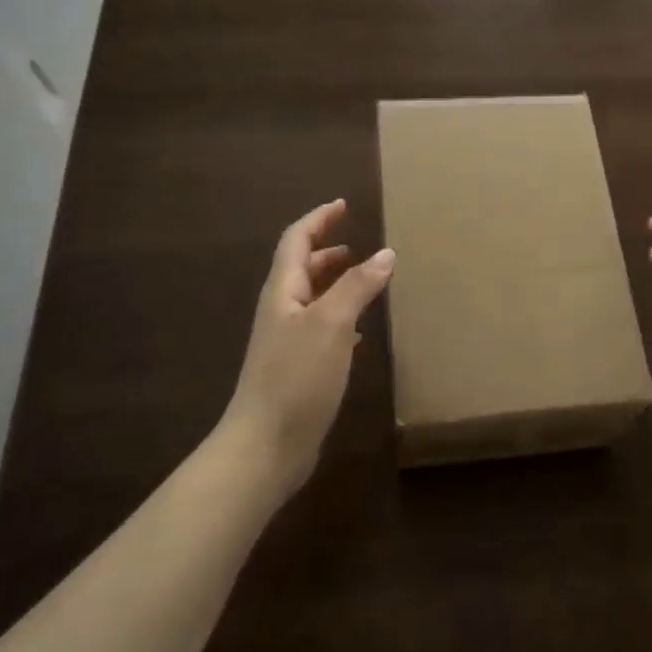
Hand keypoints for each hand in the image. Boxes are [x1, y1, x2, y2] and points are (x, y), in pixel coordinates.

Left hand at [222, 200, 394, 491]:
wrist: (265, 446)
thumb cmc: (295, 377)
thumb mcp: (331, 325)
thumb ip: (357, 286)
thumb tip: (386, 253)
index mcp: (283, 292)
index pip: (297, 241)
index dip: (318, 220)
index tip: (343, 205)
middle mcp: (281, 311)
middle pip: (301, 269)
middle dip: (327, 251)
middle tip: (357, 245)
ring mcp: (287, 341)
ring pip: (312, 299)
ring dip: (335, 284)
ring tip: (365, 280)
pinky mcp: (297, 368)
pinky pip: (320, 329)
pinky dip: (340, 317)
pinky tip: (359, 331)